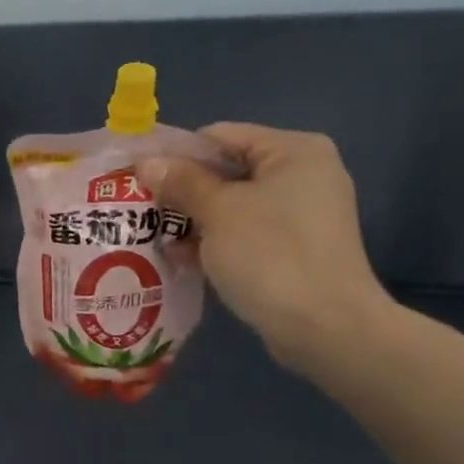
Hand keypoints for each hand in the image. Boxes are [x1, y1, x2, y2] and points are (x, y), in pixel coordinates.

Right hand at [141, 124, 392, 369]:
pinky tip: (183, 260)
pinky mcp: (297, 249)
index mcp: (293, 151)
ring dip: (194, 220)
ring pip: (233, 205)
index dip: (175, 154)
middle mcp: (304, 174)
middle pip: (226, 171)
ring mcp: (303, 214)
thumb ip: (181, 182)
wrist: (325, 328)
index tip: (138, 177)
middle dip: (183, 192)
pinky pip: (246, 233)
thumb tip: (147, 162)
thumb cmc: (270, 254)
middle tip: (142, 211)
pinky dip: (216, 242)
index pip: (220, 136)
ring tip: (155, 239)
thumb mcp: (217, 211)